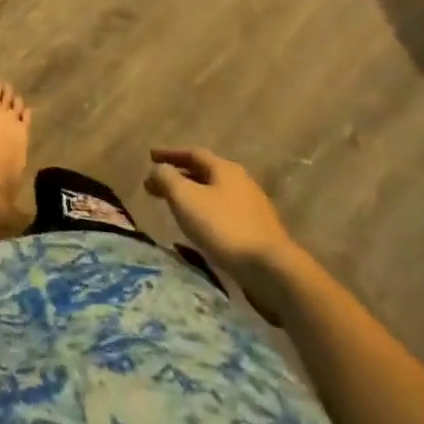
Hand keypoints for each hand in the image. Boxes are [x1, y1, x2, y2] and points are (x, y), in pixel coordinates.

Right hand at [146, 148, 302, 317]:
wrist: (273, 271)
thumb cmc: (224, 227)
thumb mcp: (185, 197)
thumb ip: (166, 178)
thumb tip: (157, 170)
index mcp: (225, 169)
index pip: (192, 153)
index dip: (169, 153)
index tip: (150, 156)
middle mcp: (241, 182)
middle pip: (205, 172)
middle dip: (180, 175)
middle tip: (158, 184)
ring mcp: (254, 208)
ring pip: (215, 194)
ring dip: (193, 196)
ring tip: (176, 206)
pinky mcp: (259, 233)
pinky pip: (225, 214)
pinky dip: (206, 213)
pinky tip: (200, 228)